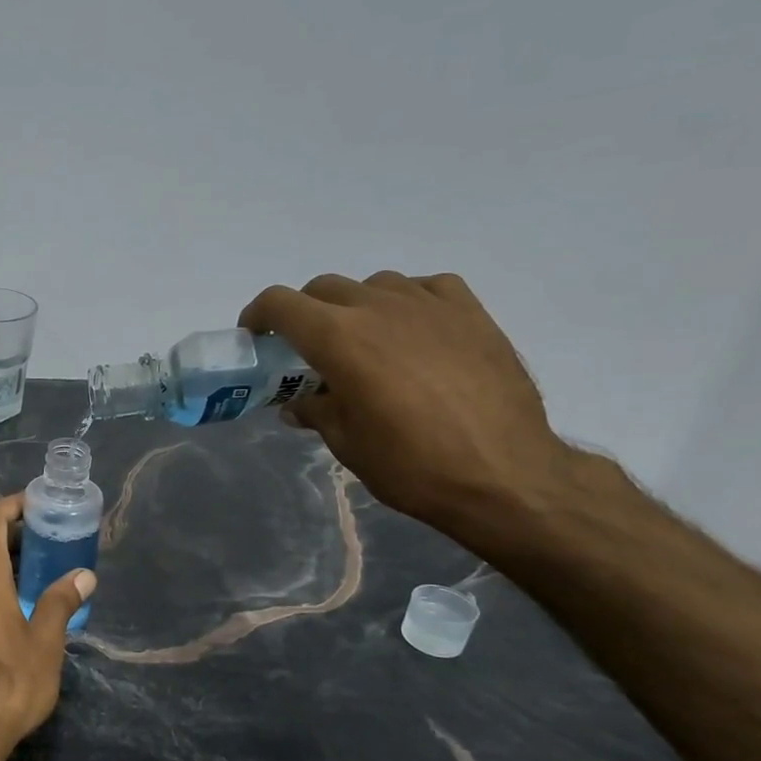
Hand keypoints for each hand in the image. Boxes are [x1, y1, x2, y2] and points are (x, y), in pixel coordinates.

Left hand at [0, 495, 94, 760]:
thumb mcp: (45, 641)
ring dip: (0, 556)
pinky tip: (15, 600)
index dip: (14, 505)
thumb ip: (61, 602)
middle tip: (48, 535)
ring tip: (38, 565)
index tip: (41, 505)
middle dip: (11, 530)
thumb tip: (83, 576)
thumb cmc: (7, 681)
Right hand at [239, 273, 579, 535]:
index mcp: (338, 338)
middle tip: (307, 349)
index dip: (258, 315)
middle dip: (304, 313)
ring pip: (374, 285)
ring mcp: (429, 304)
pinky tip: (414, 331)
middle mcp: (378, 307)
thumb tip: (300, 404)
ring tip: (365, 342)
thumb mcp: (346, 443)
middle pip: (323, 288)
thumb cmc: (410, 465)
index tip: (256, 337)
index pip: (279, 303)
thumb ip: (316, 412)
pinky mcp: (471, 312)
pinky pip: (426, 288)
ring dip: (356, 306)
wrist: (505, 475)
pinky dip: (408, 302)